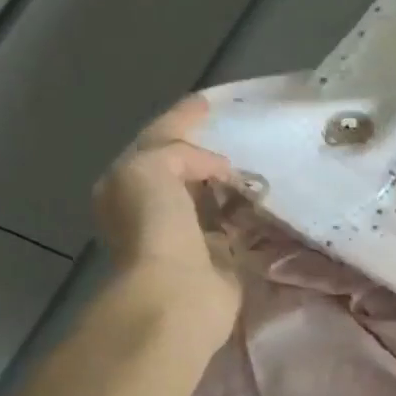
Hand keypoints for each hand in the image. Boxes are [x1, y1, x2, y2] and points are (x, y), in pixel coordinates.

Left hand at [93, 94, 243, 323]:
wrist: (176, 293)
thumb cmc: (155, 227)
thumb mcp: (149, 168)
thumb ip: (180, 152)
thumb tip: (221, 170)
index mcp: (127, 184)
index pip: (158, 140)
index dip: (181, 118)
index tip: (208, 102)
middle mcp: (153, 208)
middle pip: (184, 168)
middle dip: (208, 152)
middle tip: (239, 133)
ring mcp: (186, 234)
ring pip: (212, 196)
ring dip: (232, 183)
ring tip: (260, 164)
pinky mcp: (219, 258)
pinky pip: (237, 224)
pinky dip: (250, 212)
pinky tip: (268, 200)